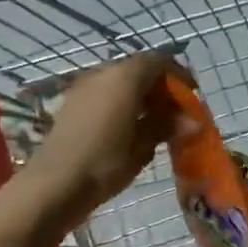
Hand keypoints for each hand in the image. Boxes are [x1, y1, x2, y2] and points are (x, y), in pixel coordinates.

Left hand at [23, 52, 192, 227]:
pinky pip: (105, 95)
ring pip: (121, 83)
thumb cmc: (105, 163)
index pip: (158, 62)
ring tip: (156, 124)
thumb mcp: (142, 146)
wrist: (54, 184)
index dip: (179, 76)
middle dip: (161, 88)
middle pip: (139, 70)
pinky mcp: (72, 104)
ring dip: (141, 97)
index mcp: (125, 77)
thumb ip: (166, 126)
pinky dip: (123, 104)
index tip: (192, 95)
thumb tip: (192, 122)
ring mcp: (84, 87)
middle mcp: (103, 73)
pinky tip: (130, 130)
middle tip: (176, 114)